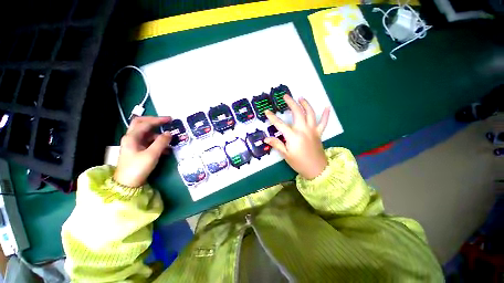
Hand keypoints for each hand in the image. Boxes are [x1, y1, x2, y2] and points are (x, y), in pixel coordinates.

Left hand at [114, 116, 171, 186]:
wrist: (127, 184)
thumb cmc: (138, 168)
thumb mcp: (152, 155)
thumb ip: (161, 142)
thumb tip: (169, 133)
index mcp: (132, 137)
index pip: (145, 123)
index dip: (158, 120)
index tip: (170, 119)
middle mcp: (131, 138)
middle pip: (142, 124)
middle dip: (155, 122)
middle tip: (166, 122)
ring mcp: (134, 144)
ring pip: (147, 134)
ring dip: (159, 136)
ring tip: (170, 141)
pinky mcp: (138, 150)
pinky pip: (149, 143)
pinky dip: (158, 143)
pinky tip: (166, 150)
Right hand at [264, 96, 329, 179]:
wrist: (317, 169)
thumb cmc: (299, 163)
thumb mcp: (286, 155)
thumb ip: (277, 144)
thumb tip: (265, 139)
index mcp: (293, 136)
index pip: (280, 124)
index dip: (272, 117)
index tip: (266, 111)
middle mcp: (303, 130)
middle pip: (297, 113)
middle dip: (291, 103)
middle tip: (286, 96)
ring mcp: (312, 130)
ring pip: (310, 113)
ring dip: (305, 104)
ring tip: (301, 98)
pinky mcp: (319, 133)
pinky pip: (324, 122)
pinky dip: (326, 114)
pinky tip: (327, 107)